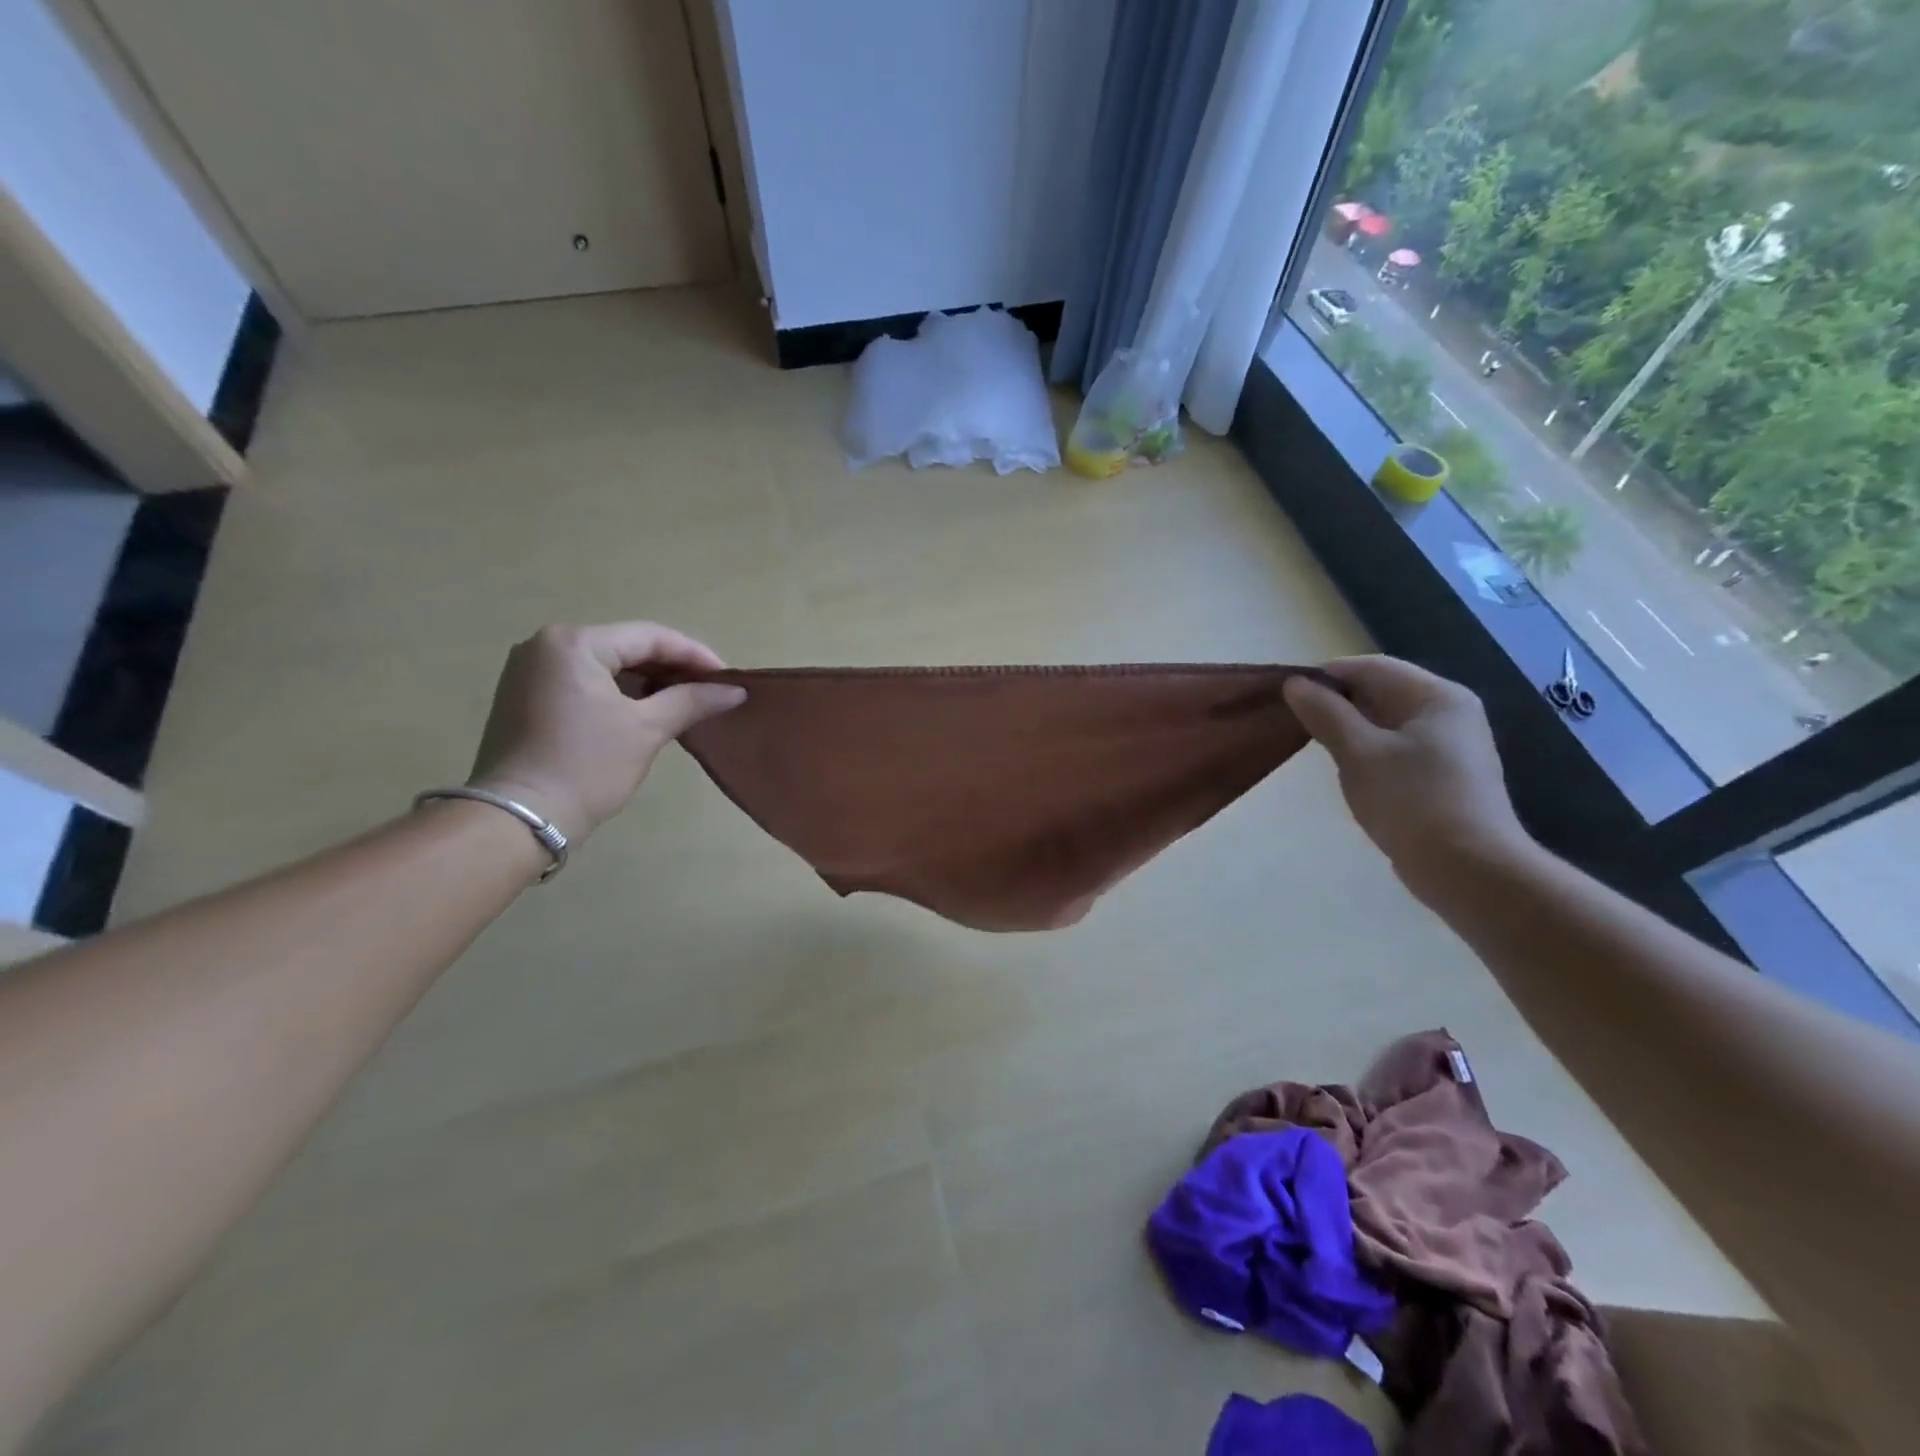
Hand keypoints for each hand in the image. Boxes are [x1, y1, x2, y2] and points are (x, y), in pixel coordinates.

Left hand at [467, 622, 744, 842]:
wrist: (519, 819)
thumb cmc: (587, 766)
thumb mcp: (646, 729)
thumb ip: (692, 701)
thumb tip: (735, 691)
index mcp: (573, 643)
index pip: (649, 637)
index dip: (694, 655)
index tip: (728, 679)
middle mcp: (545, 646)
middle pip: (625, 647)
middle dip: (671, 668)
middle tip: (710, 690)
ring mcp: (529, 671)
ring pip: (605, 665)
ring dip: (646, 681)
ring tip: (685, 701)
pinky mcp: (525, 697)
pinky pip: (584, 682)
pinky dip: (618, 693)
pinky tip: (646, 710)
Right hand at [1282, 655, 1532, 899]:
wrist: (1468, 870)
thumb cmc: (1411, 801)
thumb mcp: (1358, 753)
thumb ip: (1325, 714)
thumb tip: (1295, 684)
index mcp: (1436, 696)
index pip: (1371, 667)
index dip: (1326, 676)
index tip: (1288, 695)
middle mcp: (1450, 712)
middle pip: (1382, 691)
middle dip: (1337, 703)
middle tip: (1296, 722)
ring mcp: (1451, 746)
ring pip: (1387, 722)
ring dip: (1350, 729)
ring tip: (1317, 748)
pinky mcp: (1444, 776)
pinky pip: (1397, 748)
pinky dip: (1368, 751)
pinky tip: (1349, 772)